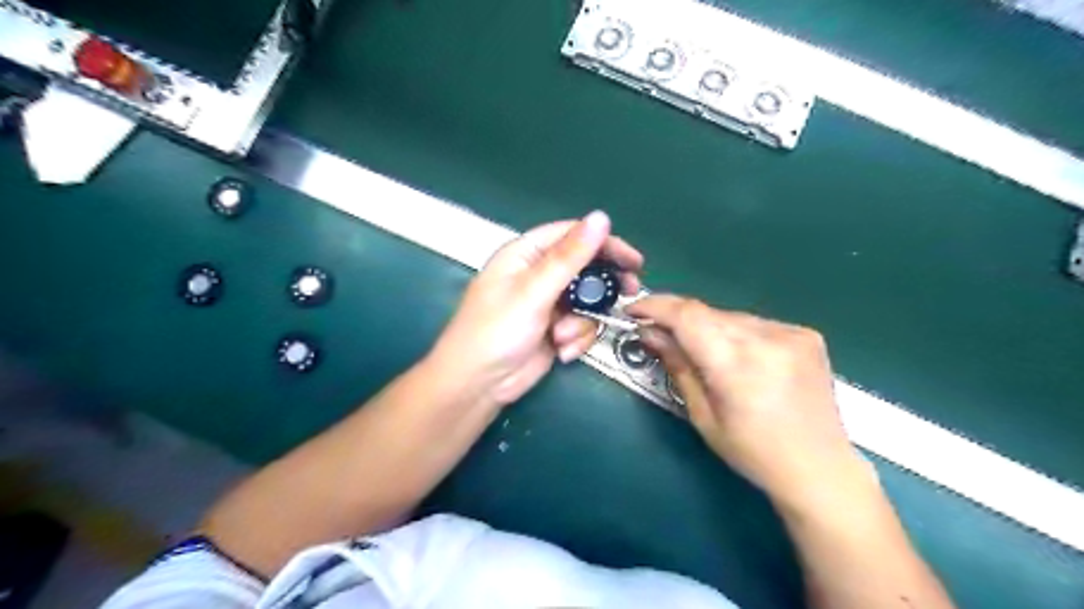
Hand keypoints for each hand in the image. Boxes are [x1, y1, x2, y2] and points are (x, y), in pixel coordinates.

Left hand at [429, 211, 637, 409]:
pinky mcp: (554, 330)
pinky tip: (561, 351)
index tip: (633, 260)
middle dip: (602, 285)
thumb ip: (569, 257)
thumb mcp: (534, 291)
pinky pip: (580, 326)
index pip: (571, 235)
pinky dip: (575, 339)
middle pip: (583, 268)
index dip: (604, 242)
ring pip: (586, 302)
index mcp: (526, 255)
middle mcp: (537, 275)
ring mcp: (547, 304)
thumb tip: (601, 217)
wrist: (478, 385)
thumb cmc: (497, 330)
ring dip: (581, 322)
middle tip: (629, 291)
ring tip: (562, 337)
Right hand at [622, 296, 868, 511]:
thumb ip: (677, 365)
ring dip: (708, 328)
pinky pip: (755, 324)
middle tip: (660, 336)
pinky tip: (740, 358)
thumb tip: (649, 333)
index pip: (687, 316)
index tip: (634, 311)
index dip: (655, 306)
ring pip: (730, 317)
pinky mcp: (806, 335)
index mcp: (737, 364)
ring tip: (704, 354)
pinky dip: (736, 334)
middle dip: (678, 321)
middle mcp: (767, 339)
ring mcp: (791, 333)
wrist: (820, 469)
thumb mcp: (703, 415)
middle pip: (706, 313)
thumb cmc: (753, 453)